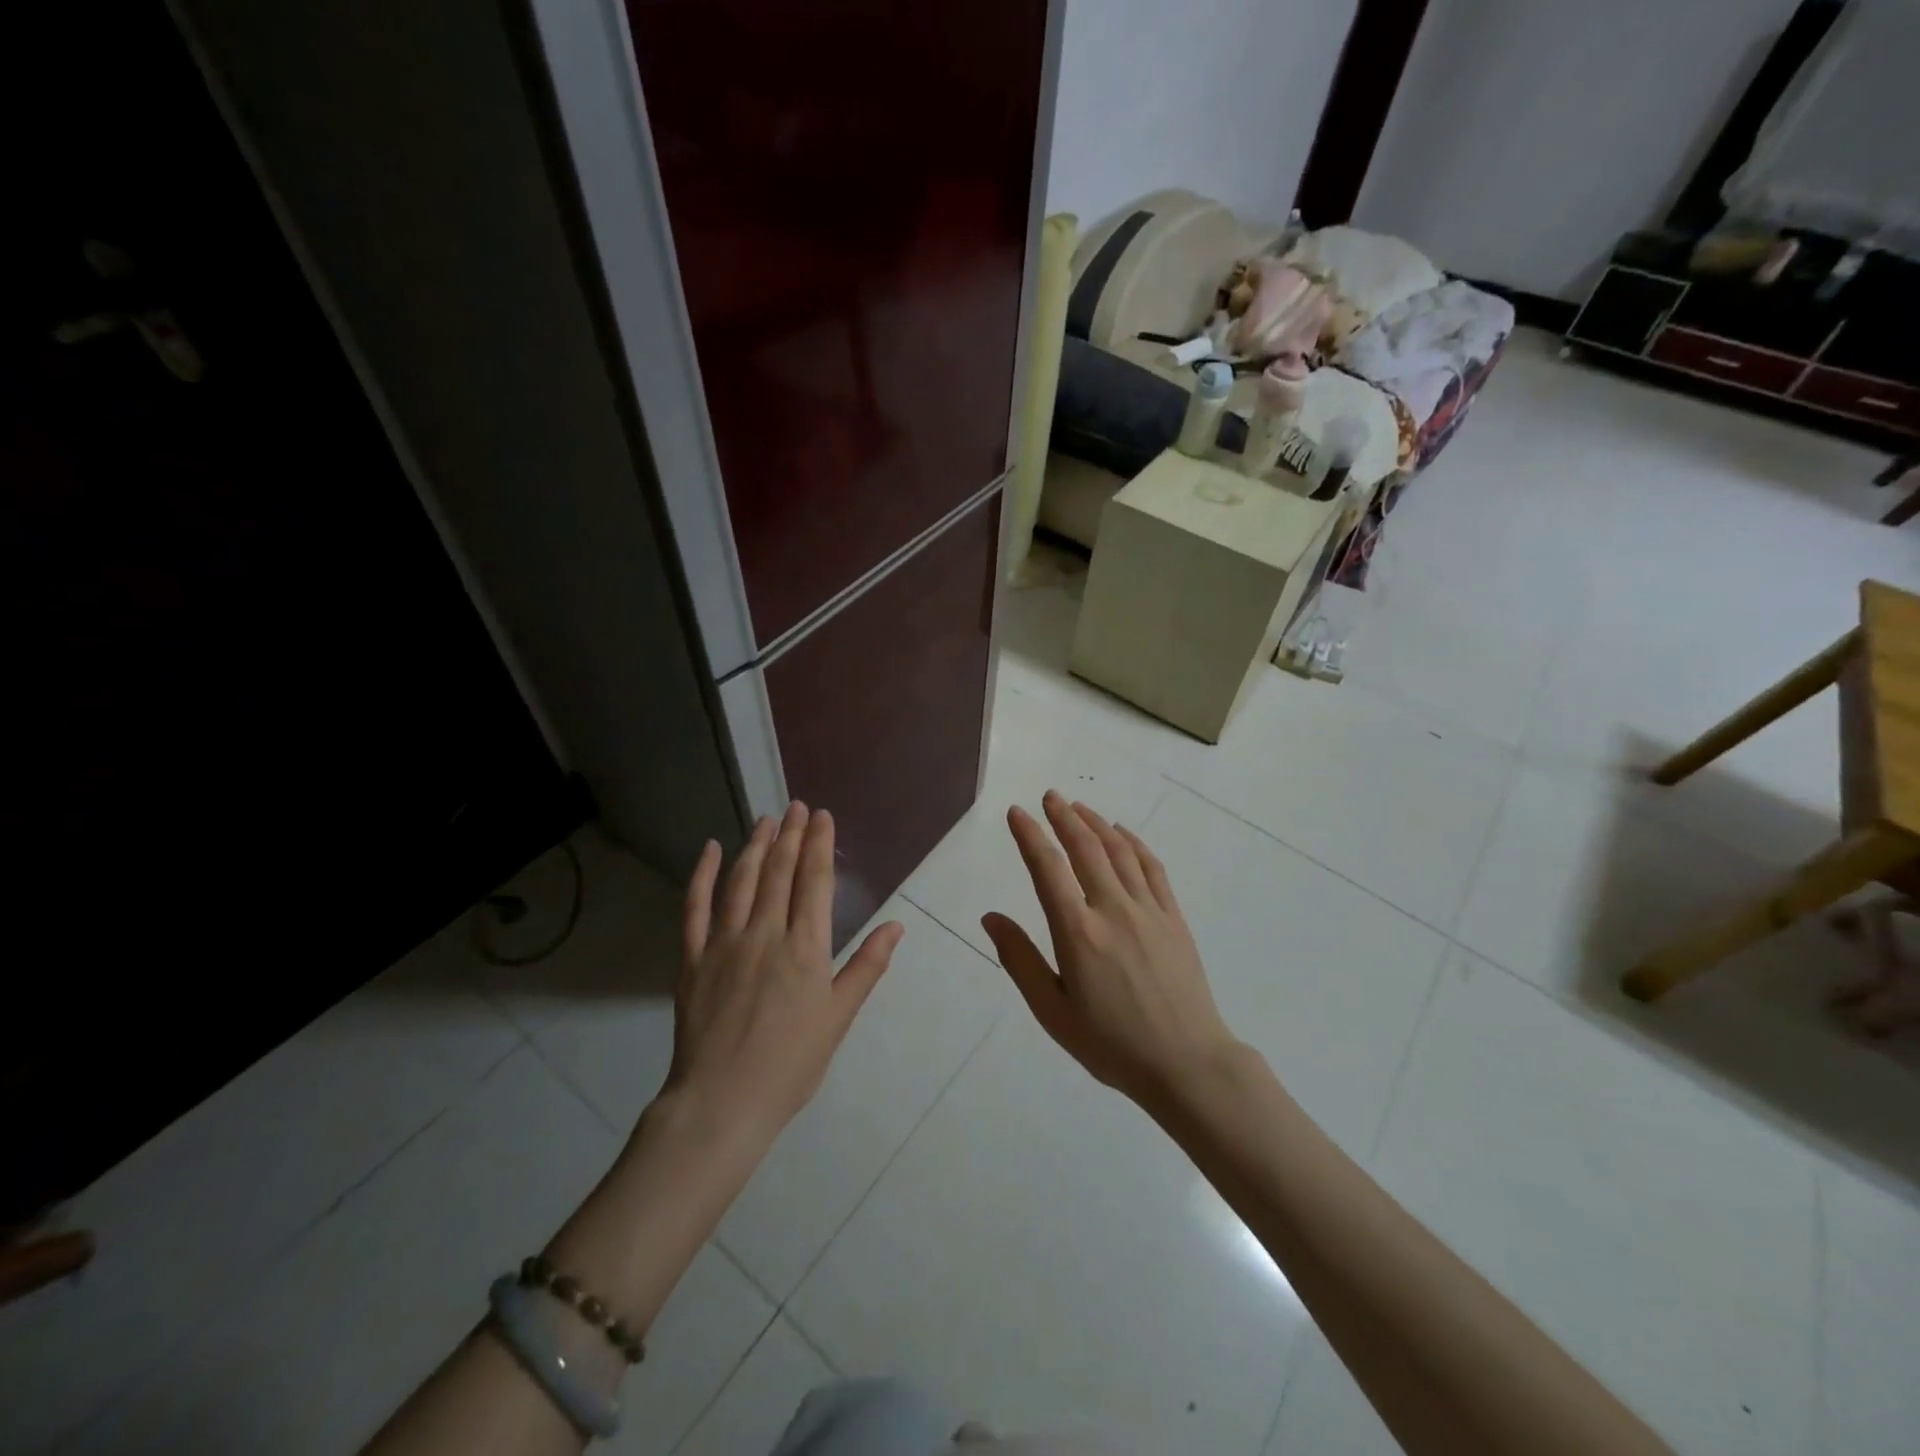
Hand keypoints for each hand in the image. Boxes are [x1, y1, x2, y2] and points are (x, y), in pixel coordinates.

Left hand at [666, 803, 903, 1146]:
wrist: (722, 1102)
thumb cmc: (790, 1064)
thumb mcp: (839, 1018)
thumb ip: (866, 967)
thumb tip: (895, 925)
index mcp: (804, 949)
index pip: (814, 882)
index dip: (819, 845)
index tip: (822, 816)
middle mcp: (765, 934)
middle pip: (780, 872)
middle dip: (791, 835)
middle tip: (797, 807)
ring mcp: (725, 943)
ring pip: (742, 881)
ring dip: (755, 846)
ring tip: (766, 819)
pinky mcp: (693, 958)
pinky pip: (695, 908)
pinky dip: (702, 875)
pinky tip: (710, 850)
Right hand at [981, 790, 1239, 1110]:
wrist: (1187, 1064)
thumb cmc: (1111, 1044)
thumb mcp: (1053, 1012)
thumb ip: (1020, 960)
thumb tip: (990, 917)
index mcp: (1078, 933)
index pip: (1047, 869)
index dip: (1030, 835)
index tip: (1016, 812)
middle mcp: (1112, 910)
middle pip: (1085, 848)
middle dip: (1063, 817)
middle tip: (1049, 796)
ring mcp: (1148, 910)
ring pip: (1118, 851)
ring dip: (1095, 823)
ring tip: (1078, 807)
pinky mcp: (1173, 917)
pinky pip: (1151, 868)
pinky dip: (1134, 843)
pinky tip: (1122, 834)